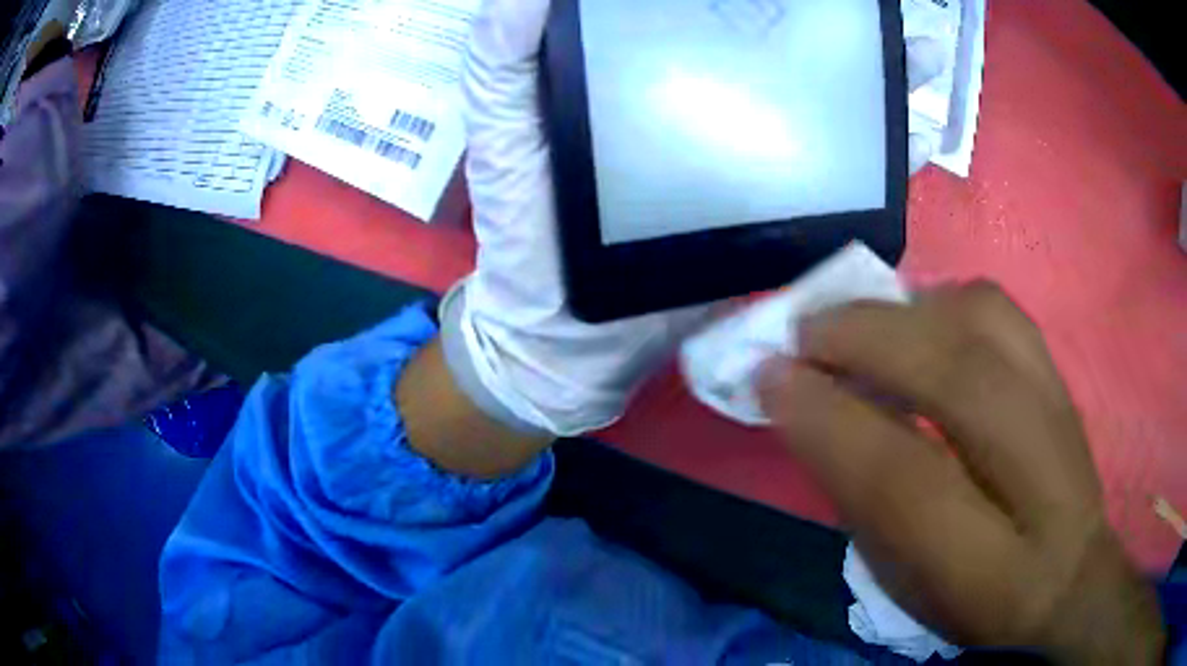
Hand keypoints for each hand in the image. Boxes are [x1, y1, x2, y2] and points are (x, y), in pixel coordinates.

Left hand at [450, 0, 947, 436]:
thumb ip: (505, 62)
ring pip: (827, 108)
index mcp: (651, 73)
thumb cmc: (525, 231)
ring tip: (920, 52)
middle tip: (874, 7)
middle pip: (784, 52)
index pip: (709, 14)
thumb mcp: (503, 133)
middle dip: (835, 29)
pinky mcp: (773, 221)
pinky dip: (884, 160)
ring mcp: (753, 162)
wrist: (567, 340)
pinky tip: (916, 136)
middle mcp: (713, 104)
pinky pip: (840, 184)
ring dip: (878, 79)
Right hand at [757, 283, 1163, 662]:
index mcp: (990, 567)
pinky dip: (941, 301)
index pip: (906, 481)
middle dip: (865, 342)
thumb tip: (814, 415)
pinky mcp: (1059, 371)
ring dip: (902, 312)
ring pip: (983, 321)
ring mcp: (1060, 409)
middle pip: (958, 378)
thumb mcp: (907, 585)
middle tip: (801, 333)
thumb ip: (866, 503)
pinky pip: (997, 308)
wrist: (1068, 573)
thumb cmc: (976, 597)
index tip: (769, 379)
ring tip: (857, 327)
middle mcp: (1040, 478)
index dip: (831, 421)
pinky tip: (916, 322)